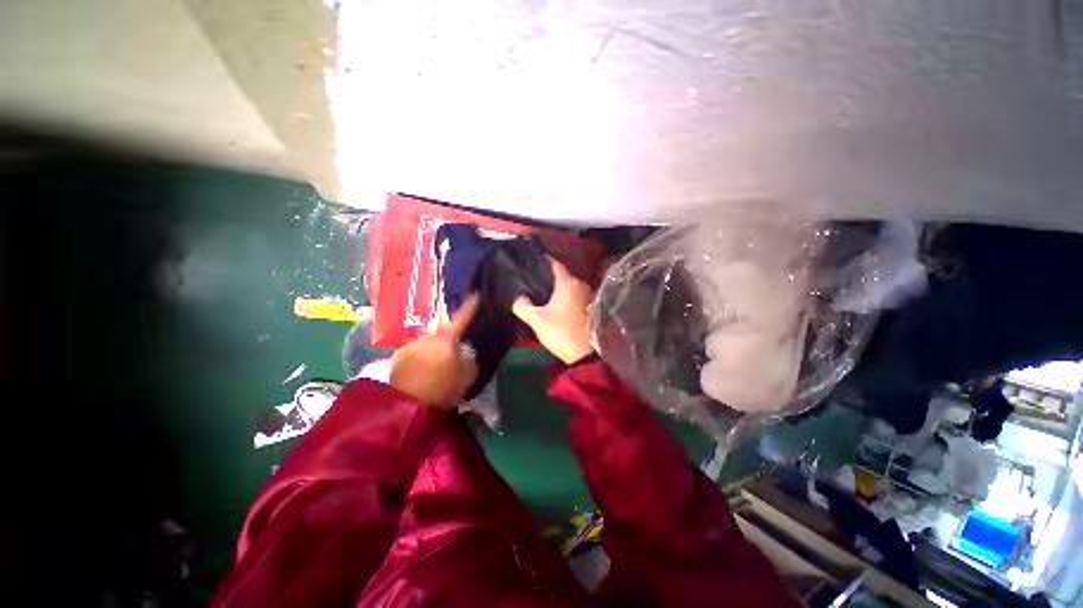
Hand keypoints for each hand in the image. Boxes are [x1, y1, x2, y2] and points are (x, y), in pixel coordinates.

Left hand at [390, 295, 479, 408]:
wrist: (408, 404)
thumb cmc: (444, 387)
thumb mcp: (468, 374)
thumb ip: (470, 358)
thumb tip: (466, 351)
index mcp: (448, 337)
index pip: (462, 316)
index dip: (470, 305)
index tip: (476, 294)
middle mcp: (429, 335)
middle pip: (444, 328)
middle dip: (450, 333)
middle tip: (456, 343)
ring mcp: (412, 344)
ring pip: (429, 340)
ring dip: (435, 346)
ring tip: (438, 361)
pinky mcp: (398, 355)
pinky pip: (416, 350)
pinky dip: (422, 355)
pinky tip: (423, 369)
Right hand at [512, 257, 594, 363]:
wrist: (585, 354)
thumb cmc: (561, 332)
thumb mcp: (537, 320)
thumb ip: (522, 306)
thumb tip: (517, 297)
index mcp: (568, 283)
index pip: (554, 263)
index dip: (542, 261)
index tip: (530, 262)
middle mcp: (580, 284)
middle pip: (561, 274)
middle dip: (547, 276)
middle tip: (531, 279)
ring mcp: (587, 295)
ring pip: (568, 286)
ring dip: (556, 288)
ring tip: (540, 291)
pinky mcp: (590, 306)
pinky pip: (573, 295)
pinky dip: (564, 296)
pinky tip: (554, 303)